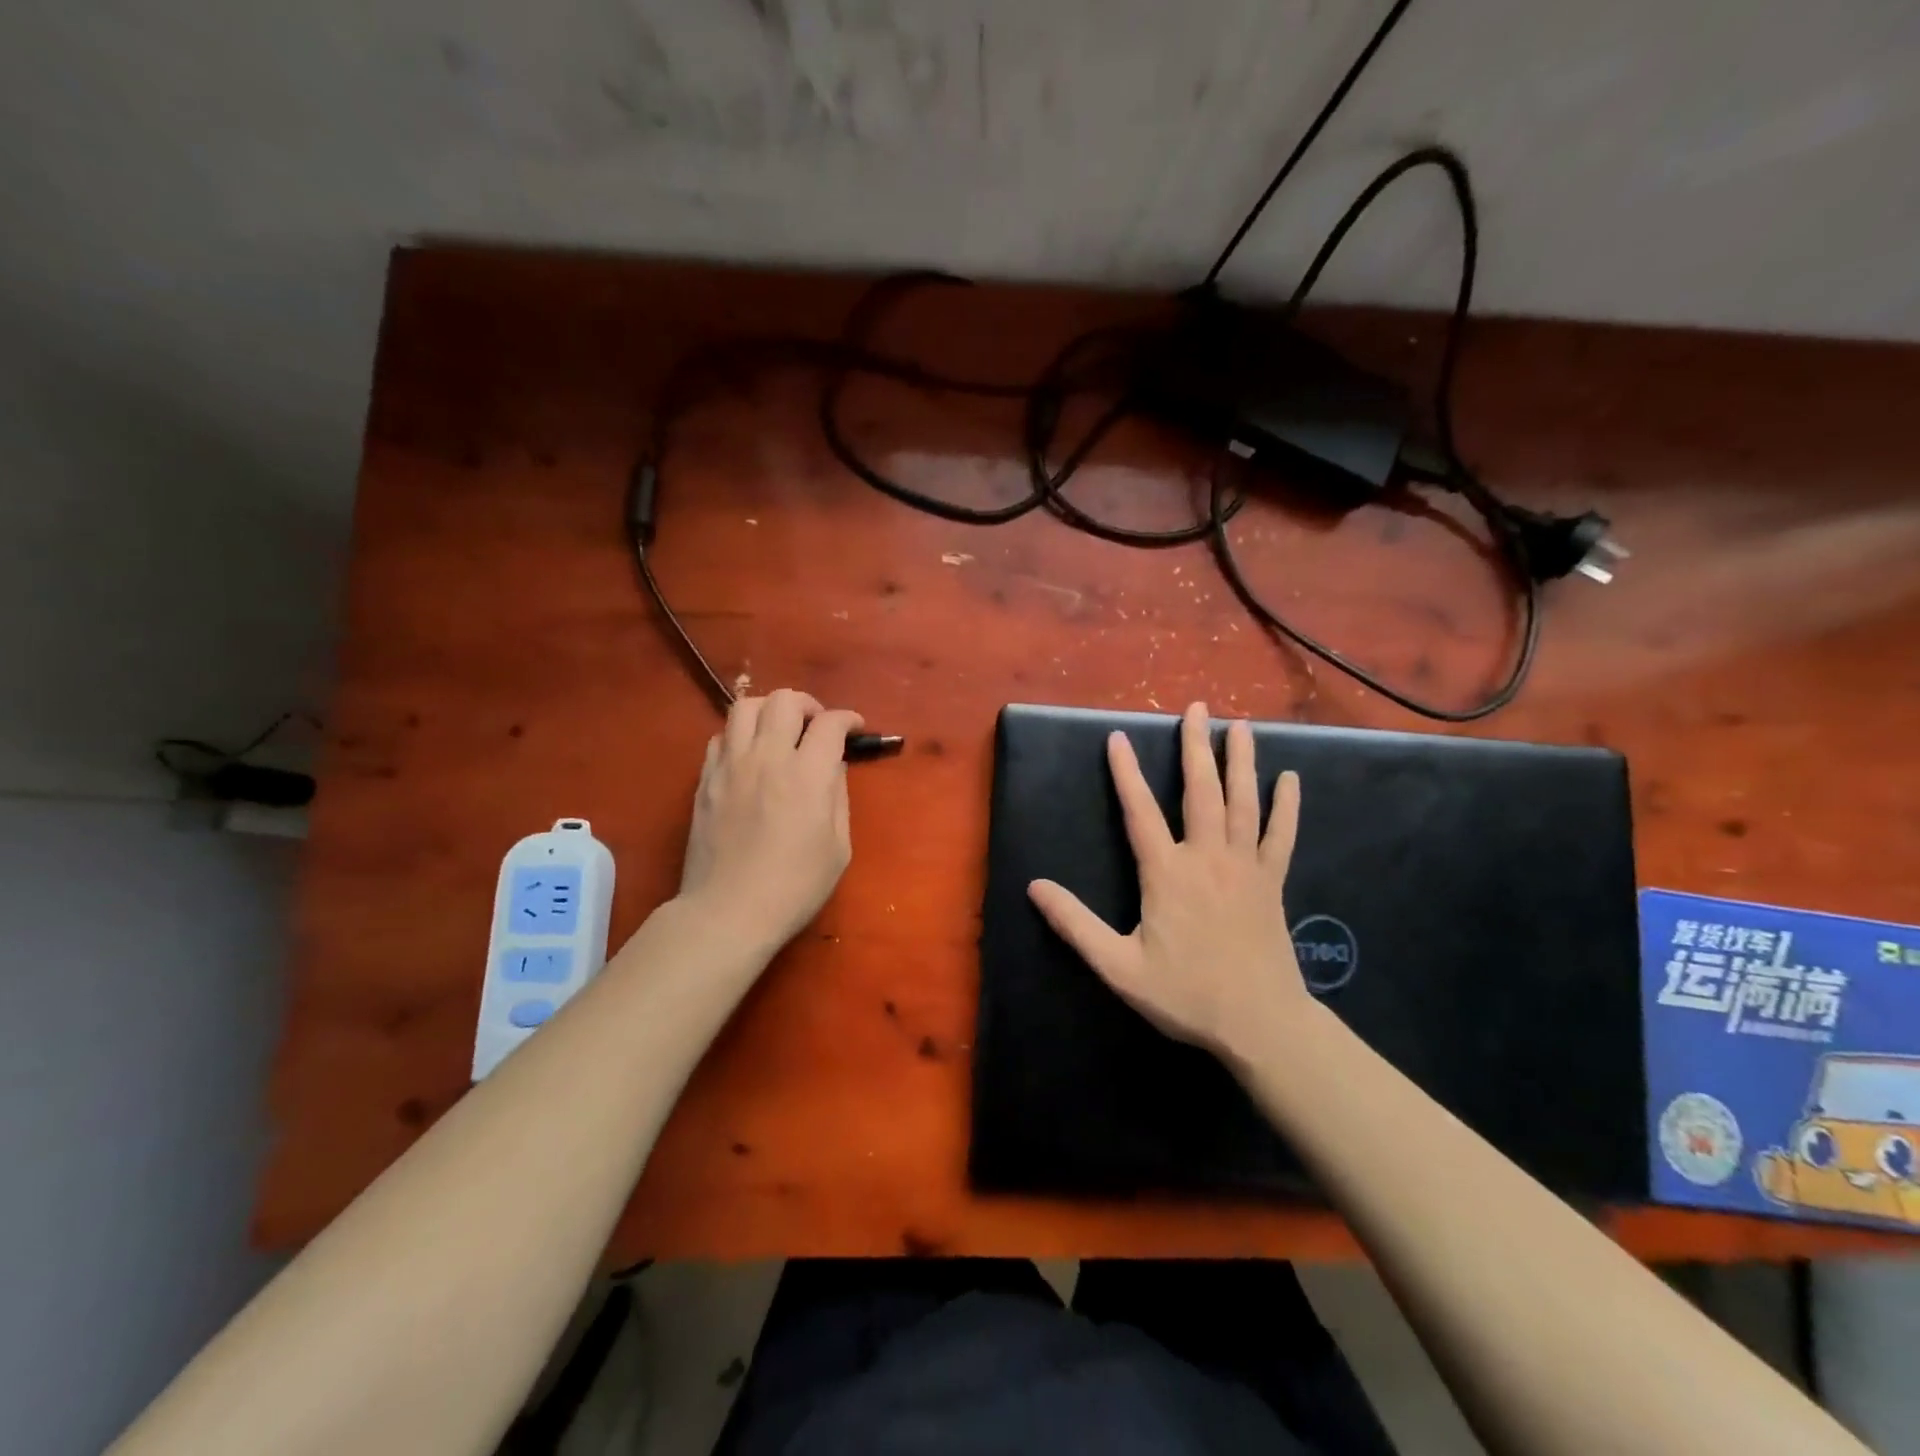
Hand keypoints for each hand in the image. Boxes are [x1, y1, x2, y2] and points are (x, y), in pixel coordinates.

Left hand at [679, 690, 863, 951]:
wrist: (728, 912)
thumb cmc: (794, 887)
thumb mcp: (838, 847)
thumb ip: (838, 797)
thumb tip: (833, 767)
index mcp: (807, 775)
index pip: (829, 723)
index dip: (847, 719)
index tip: (854, 728)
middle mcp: (767, 758)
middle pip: (785, 700)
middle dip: (808, 705)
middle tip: (817, 726)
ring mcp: (730, 766)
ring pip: (745, 706)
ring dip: (770, 711)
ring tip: (780, 732)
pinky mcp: (705, 780)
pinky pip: (720, 736)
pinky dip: (740, 735)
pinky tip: (750, 756)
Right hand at [1027, 701, 1310, 1066]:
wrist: (1260, 1023)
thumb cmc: (1186, 995)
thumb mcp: (1118, 966)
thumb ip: (1075, 925)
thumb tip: (1034, 887)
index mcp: (1166, 873)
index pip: (1140, 811)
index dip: (1126, 773)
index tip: (1117, 737)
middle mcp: (1207, 857)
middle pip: (1200, 791)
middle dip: (1195, 747)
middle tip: (1198, 708)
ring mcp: (1245, 867)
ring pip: (1243, 803)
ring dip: (1241, 761)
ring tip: (1240, 726)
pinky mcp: (1272, 882)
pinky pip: (1282, 836)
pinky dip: (1287, 807)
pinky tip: (1291, 780)